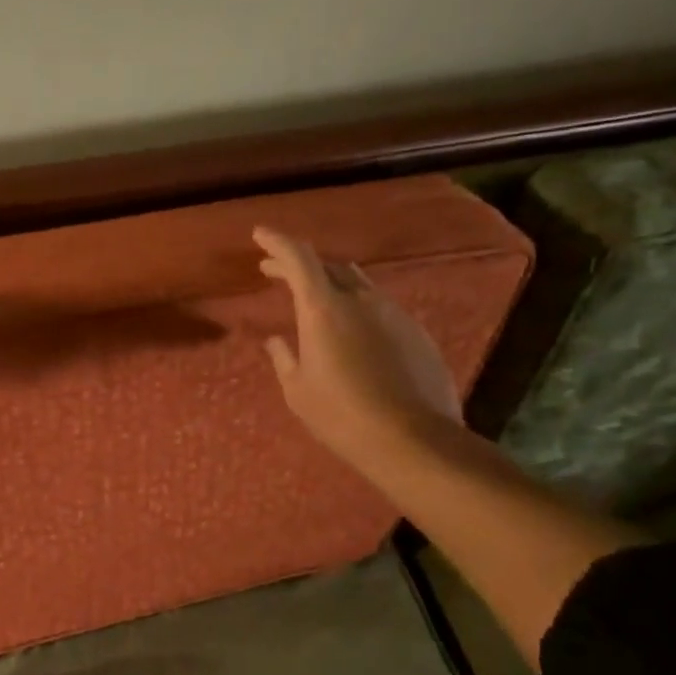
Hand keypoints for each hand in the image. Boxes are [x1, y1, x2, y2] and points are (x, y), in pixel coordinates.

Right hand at [255, 226, 461, 461]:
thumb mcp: (298, 390)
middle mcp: (360, 299)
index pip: (298, 258)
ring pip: (356, 283)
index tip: (260, 234)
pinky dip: (356, 307)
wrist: (413, 439)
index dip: (276, 242)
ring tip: (312, 299)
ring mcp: (393, 312)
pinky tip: (350, 332)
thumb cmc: (341, 415)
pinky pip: (378, 306)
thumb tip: (276, 342)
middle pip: (327, 265)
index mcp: (323, 308)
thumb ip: (284, 358)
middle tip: (273, 271)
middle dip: (297, 264)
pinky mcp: (415, 331)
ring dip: (330, 283)